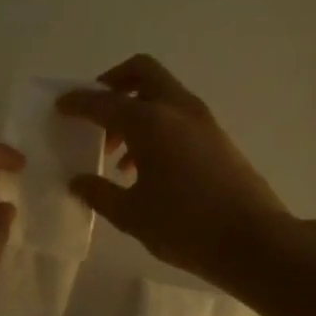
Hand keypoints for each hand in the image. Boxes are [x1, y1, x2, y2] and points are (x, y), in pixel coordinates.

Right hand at [58, 55, 287, 285]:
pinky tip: (144, 169)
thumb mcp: (132, 215)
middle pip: (142, 73)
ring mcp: (203, 122)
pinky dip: (156, 127)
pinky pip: (178, 116)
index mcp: (151, 122)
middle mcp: (178, 110)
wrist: (254, 242)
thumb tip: (77, 181)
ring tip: (115, 155)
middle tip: (95, 111)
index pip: (104, 101)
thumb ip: (99, 193)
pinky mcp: (218, 139)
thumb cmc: (186, 226)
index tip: (60, 106)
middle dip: (113, 83)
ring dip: (135, 110)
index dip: (78, 102)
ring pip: (162, 95)